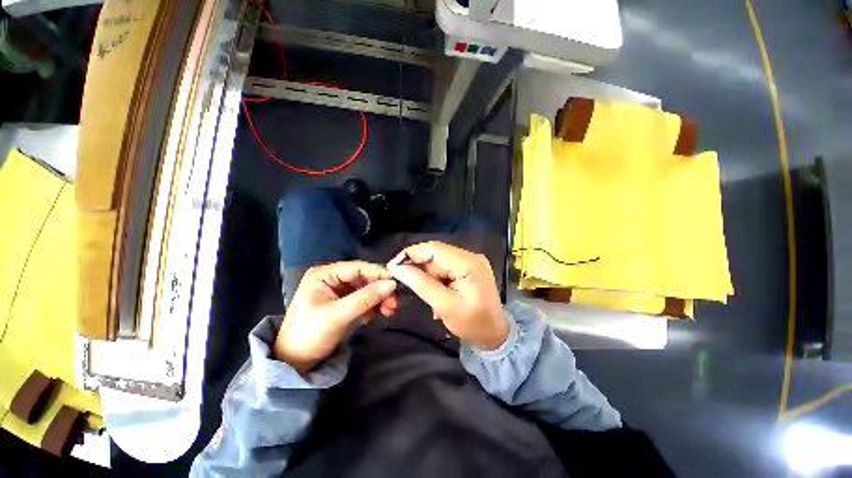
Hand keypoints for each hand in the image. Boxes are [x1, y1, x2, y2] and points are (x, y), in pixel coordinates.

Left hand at [274, 261, 397, 372]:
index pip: (357, 267)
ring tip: (388, 312)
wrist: (294, 362)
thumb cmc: (310, 335)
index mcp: (324, 274)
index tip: (396, 284)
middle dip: (380, 289)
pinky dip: (372, 306)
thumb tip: (392, 284)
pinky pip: (364, 298)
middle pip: (364, 277)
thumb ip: (365, 298)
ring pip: (366, 287)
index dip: (378, 274)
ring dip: (378, 299)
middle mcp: (332, 277)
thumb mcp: (338, 316)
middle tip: (393, 304)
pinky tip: (371, 317)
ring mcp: (338, 289)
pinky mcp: (343, 301)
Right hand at [388, 242, 508, 350]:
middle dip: (420, 269)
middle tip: (408, 286)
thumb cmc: (473, 324)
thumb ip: (422, 285)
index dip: (411, 254)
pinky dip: (436, 279)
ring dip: (428, 277)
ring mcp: (470, 261)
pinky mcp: (468, 268)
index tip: (393, 267)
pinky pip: (445, 267)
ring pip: (438, 261)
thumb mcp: (445, 306)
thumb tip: (397, 269)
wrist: (495, 335)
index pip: (434, 249)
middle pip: (435, 254)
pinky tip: (437, 294)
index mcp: (468, 263)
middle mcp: (470, 256)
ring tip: (430, 298)